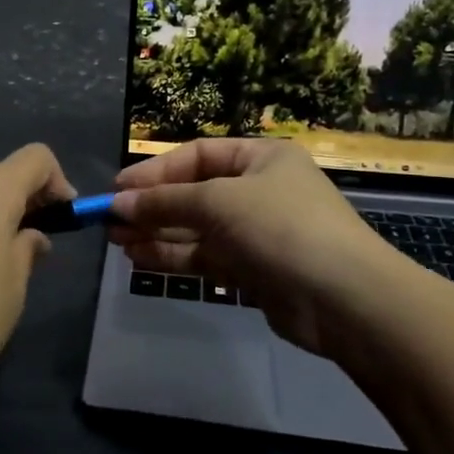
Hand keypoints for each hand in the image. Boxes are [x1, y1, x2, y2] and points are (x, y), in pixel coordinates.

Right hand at [109, 138, 410, 359]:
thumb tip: (118, 203)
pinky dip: (174, 256)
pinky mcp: (253, 269)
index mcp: (261, 158)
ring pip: (196, 228)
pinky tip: (140, 258)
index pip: (197, 155)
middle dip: (152, 205)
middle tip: (110, 219)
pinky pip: (205, 256)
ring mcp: (256, 232)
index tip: (118, 189)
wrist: (343, 298)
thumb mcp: (218, 202)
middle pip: (194, 192)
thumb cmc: (280, 227)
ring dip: (158, 232)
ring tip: (117, 239)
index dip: (155, 171)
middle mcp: (259, 190)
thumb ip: (164, 202)